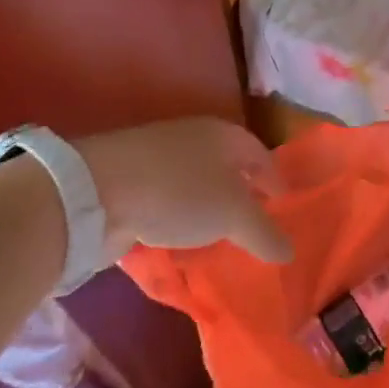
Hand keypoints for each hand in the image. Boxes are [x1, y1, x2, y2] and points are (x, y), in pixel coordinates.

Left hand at [77, 118, 291, 263]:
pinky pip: (169, 203)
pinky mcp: (132, 182)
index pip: (261, 155)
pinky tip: (181, 243)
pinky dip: (180, 221)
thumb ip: (264, 233)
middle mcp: (196, 140)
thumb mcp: (234, 214)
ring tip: (220, 241)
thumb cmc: (180, 192)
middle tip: (255, 227)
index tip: (284, 207)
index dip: (275, 180)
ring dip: (209, 211)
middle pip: (229, 168)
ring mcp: (161, 159)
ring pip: (197, 186)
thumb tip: (289, 252)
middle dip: (243, 195)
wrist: (99, 190)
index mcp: (226, 135)